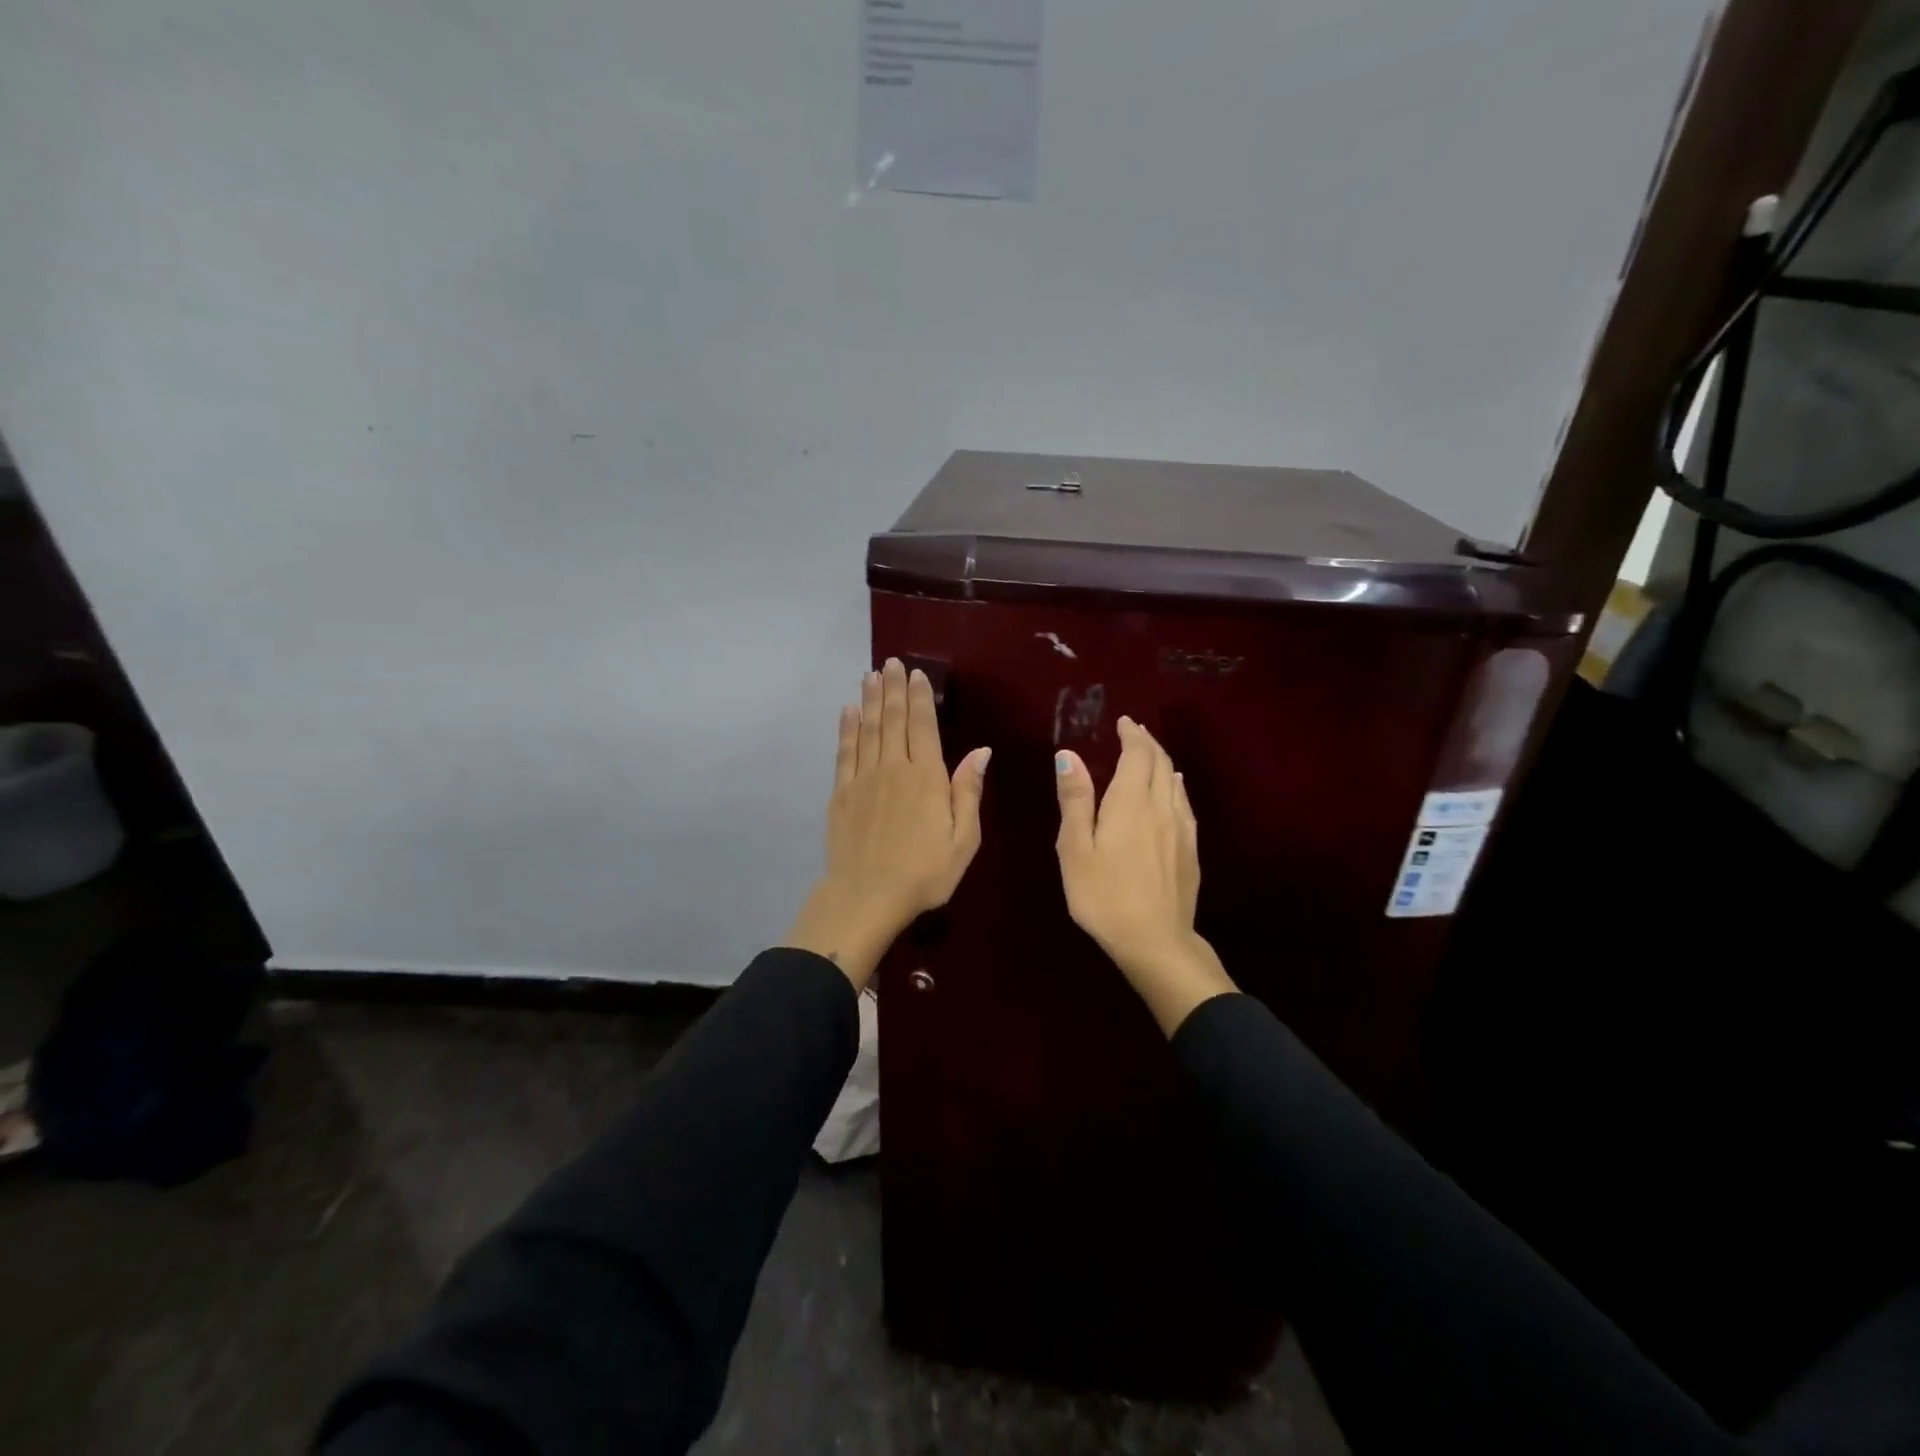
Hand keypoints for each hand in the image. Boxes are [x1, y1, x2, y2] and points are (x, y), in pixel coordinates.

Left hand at [785, 658, 990, 988]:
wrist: (867, 896)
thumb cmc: (924, 873)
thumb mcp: (963, 840)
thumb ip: (968, 792)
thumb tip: (981, 751)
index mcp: (926, 777)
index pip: (923, 726)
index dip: (920, 698)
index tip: (916, 674)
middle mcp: (893, 768)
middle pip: (894, 720)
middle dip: (893, 688)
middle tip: (890, 662)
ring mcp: (863, 779)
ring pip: (868, 729)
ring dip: (871, 700)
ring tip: (871, 675)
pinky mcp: (841, 793)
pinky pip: (845, 751)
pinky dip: (847, 728)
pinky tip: (849, 711)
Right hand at [1055, 717, 1235, 1035]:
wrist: (1155, 941)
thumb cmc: (1104, 895)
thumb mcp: (1075, 848)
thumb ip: (1075, 800)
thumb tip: (1068, 755)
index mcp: (1130, 803)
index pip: (1137, 755)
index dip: (1132, 735)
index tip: (1124, 722)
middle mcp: (1161, 807)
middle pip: (1161, 764)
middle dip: (1148, 743)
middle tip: (1135, 732)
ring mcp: (1181, 829)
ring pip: (1176, 782)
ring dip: (1163, 762)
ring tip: (1151, 755)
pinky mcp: (1191, 850)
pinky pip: (1185, 804)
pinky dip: (1176, 787)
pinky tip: (1175, 791)